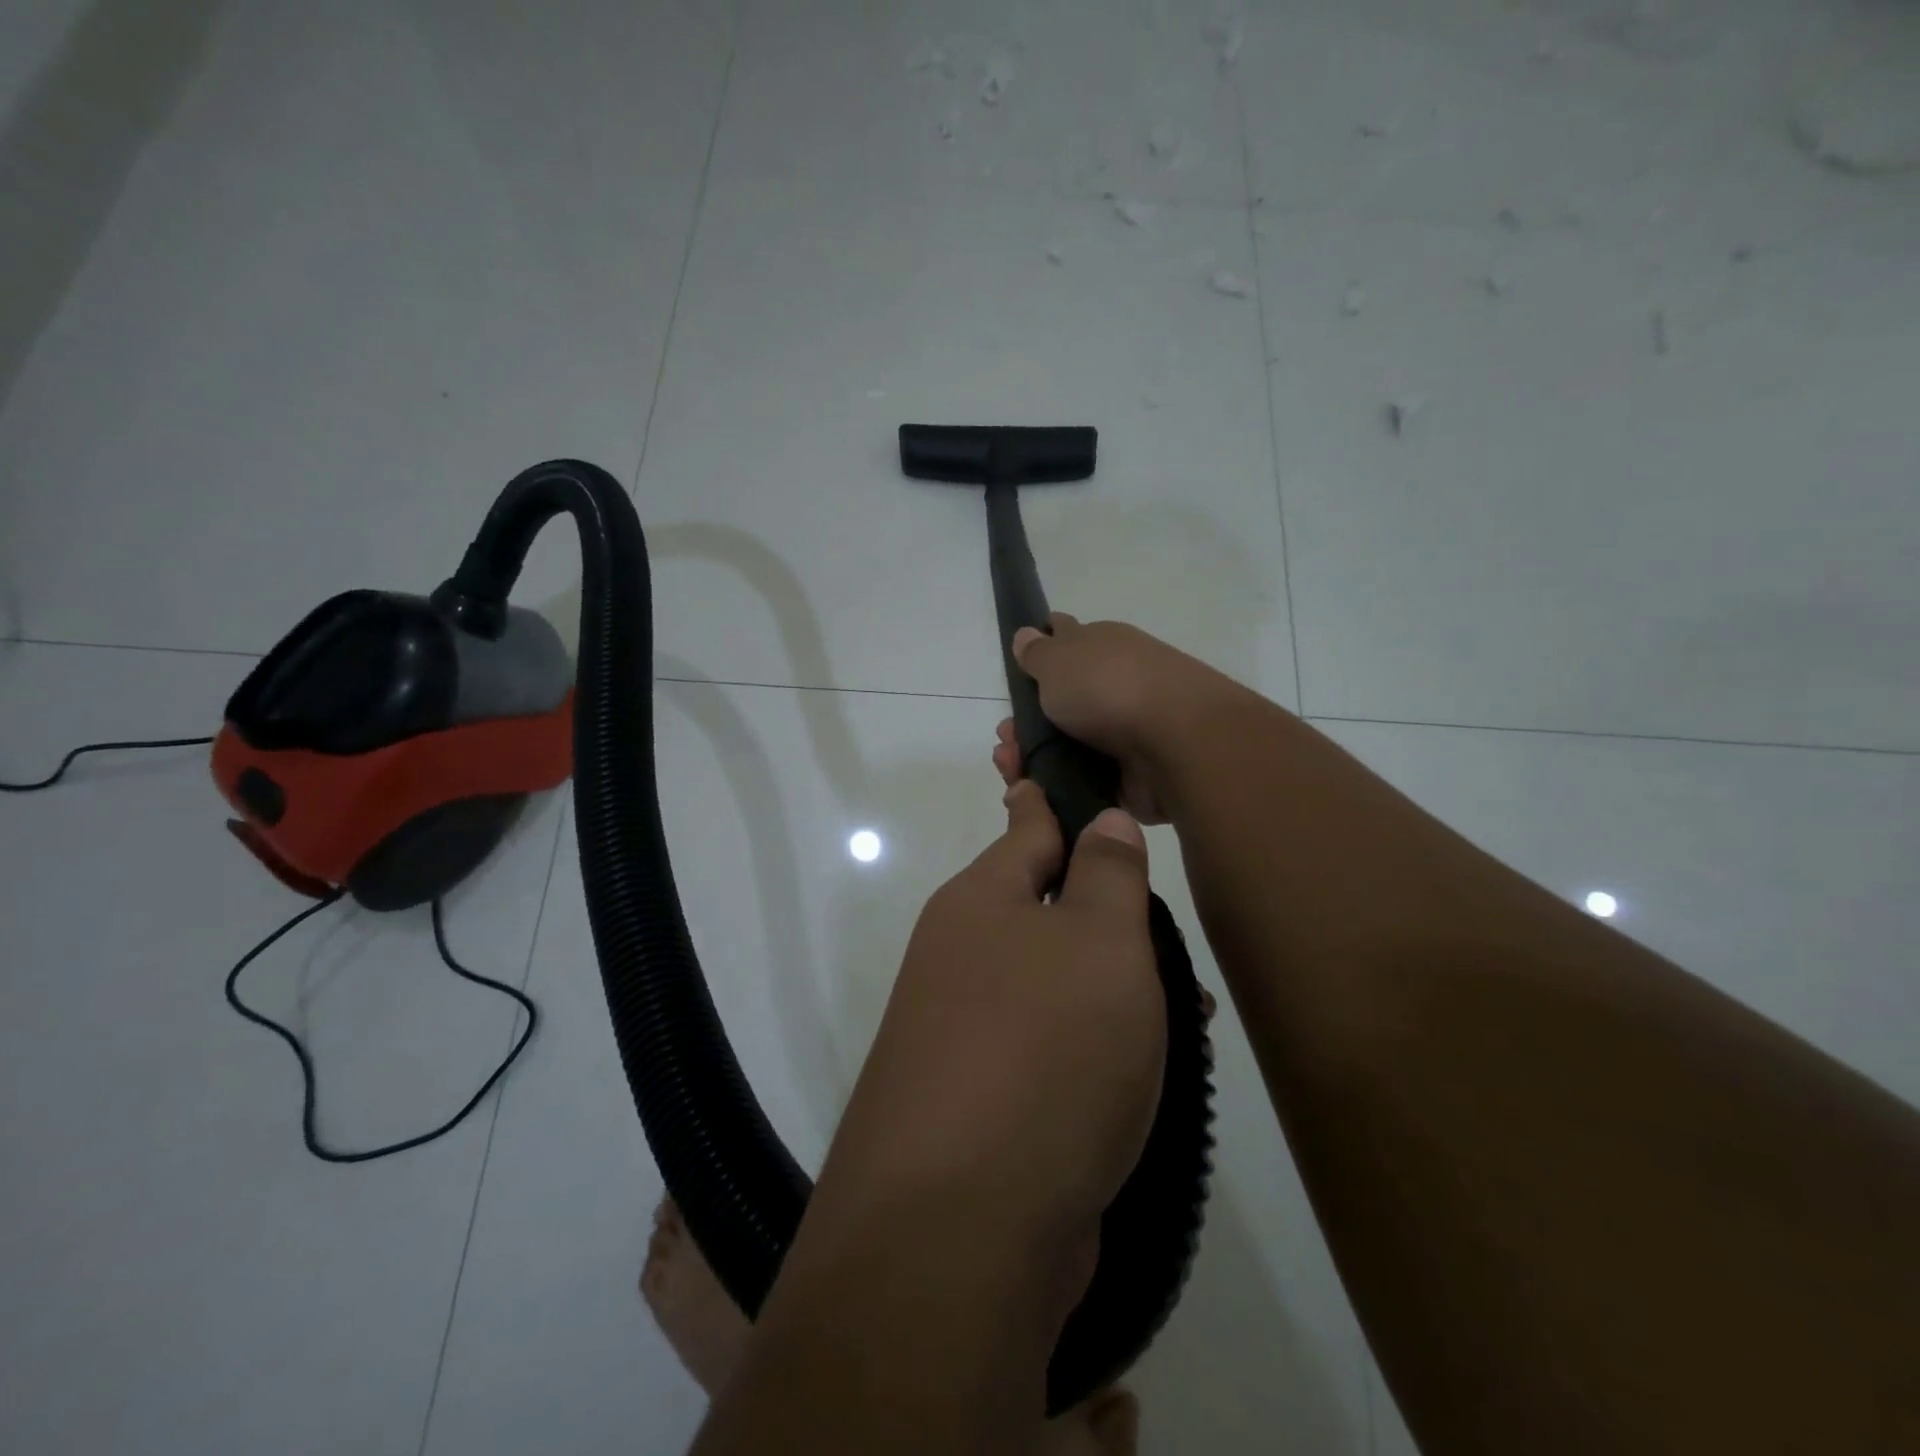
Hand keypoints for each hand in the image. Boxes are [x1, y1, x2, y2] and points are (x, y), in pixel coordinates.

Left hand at [816, 780, 1165, 1269]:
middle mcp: (962, 955)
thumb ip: (1107, 875)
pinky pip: (1049, 1048)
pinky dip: (1096, 1049)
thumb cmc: (1044, 1049)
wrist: (959, 1228)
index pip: (1027, 826)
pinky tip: (1146, 1077)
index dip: (1053, 797)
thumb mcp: (1098, 944)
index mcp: (981, 900)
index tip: (1064, 769)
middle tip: (1173, 933)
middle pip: (1048, 910)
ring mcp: (964, 1029)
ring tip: (1188, 1014)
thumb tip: (1099, 820)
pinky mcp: (979, 1099)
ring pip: (1055, 983)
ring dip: (1115, 990)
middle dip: (1111, 916)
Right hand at [992, 614, 1237, 823]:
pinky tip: (1035, 793)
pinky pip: (1084, 781)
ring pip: (1068, 747)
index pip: (1066, 643)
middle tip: (1005, 740)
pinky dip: (1058, 788)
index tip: (1015, 678)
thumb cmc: (1109, 688)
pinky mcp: (1130, 776)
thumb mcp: (1058, 659)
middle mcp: (1116, 687)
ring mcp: (1125, 733)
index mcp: (1104, 649)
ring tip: (1012, 769)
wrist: (1177, 744)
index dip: (1038, 657)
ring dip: (1035, 758)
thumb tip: (1028, 632)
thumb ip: (1038, 652)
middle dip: (1026, 723)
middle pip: (1061, 704)